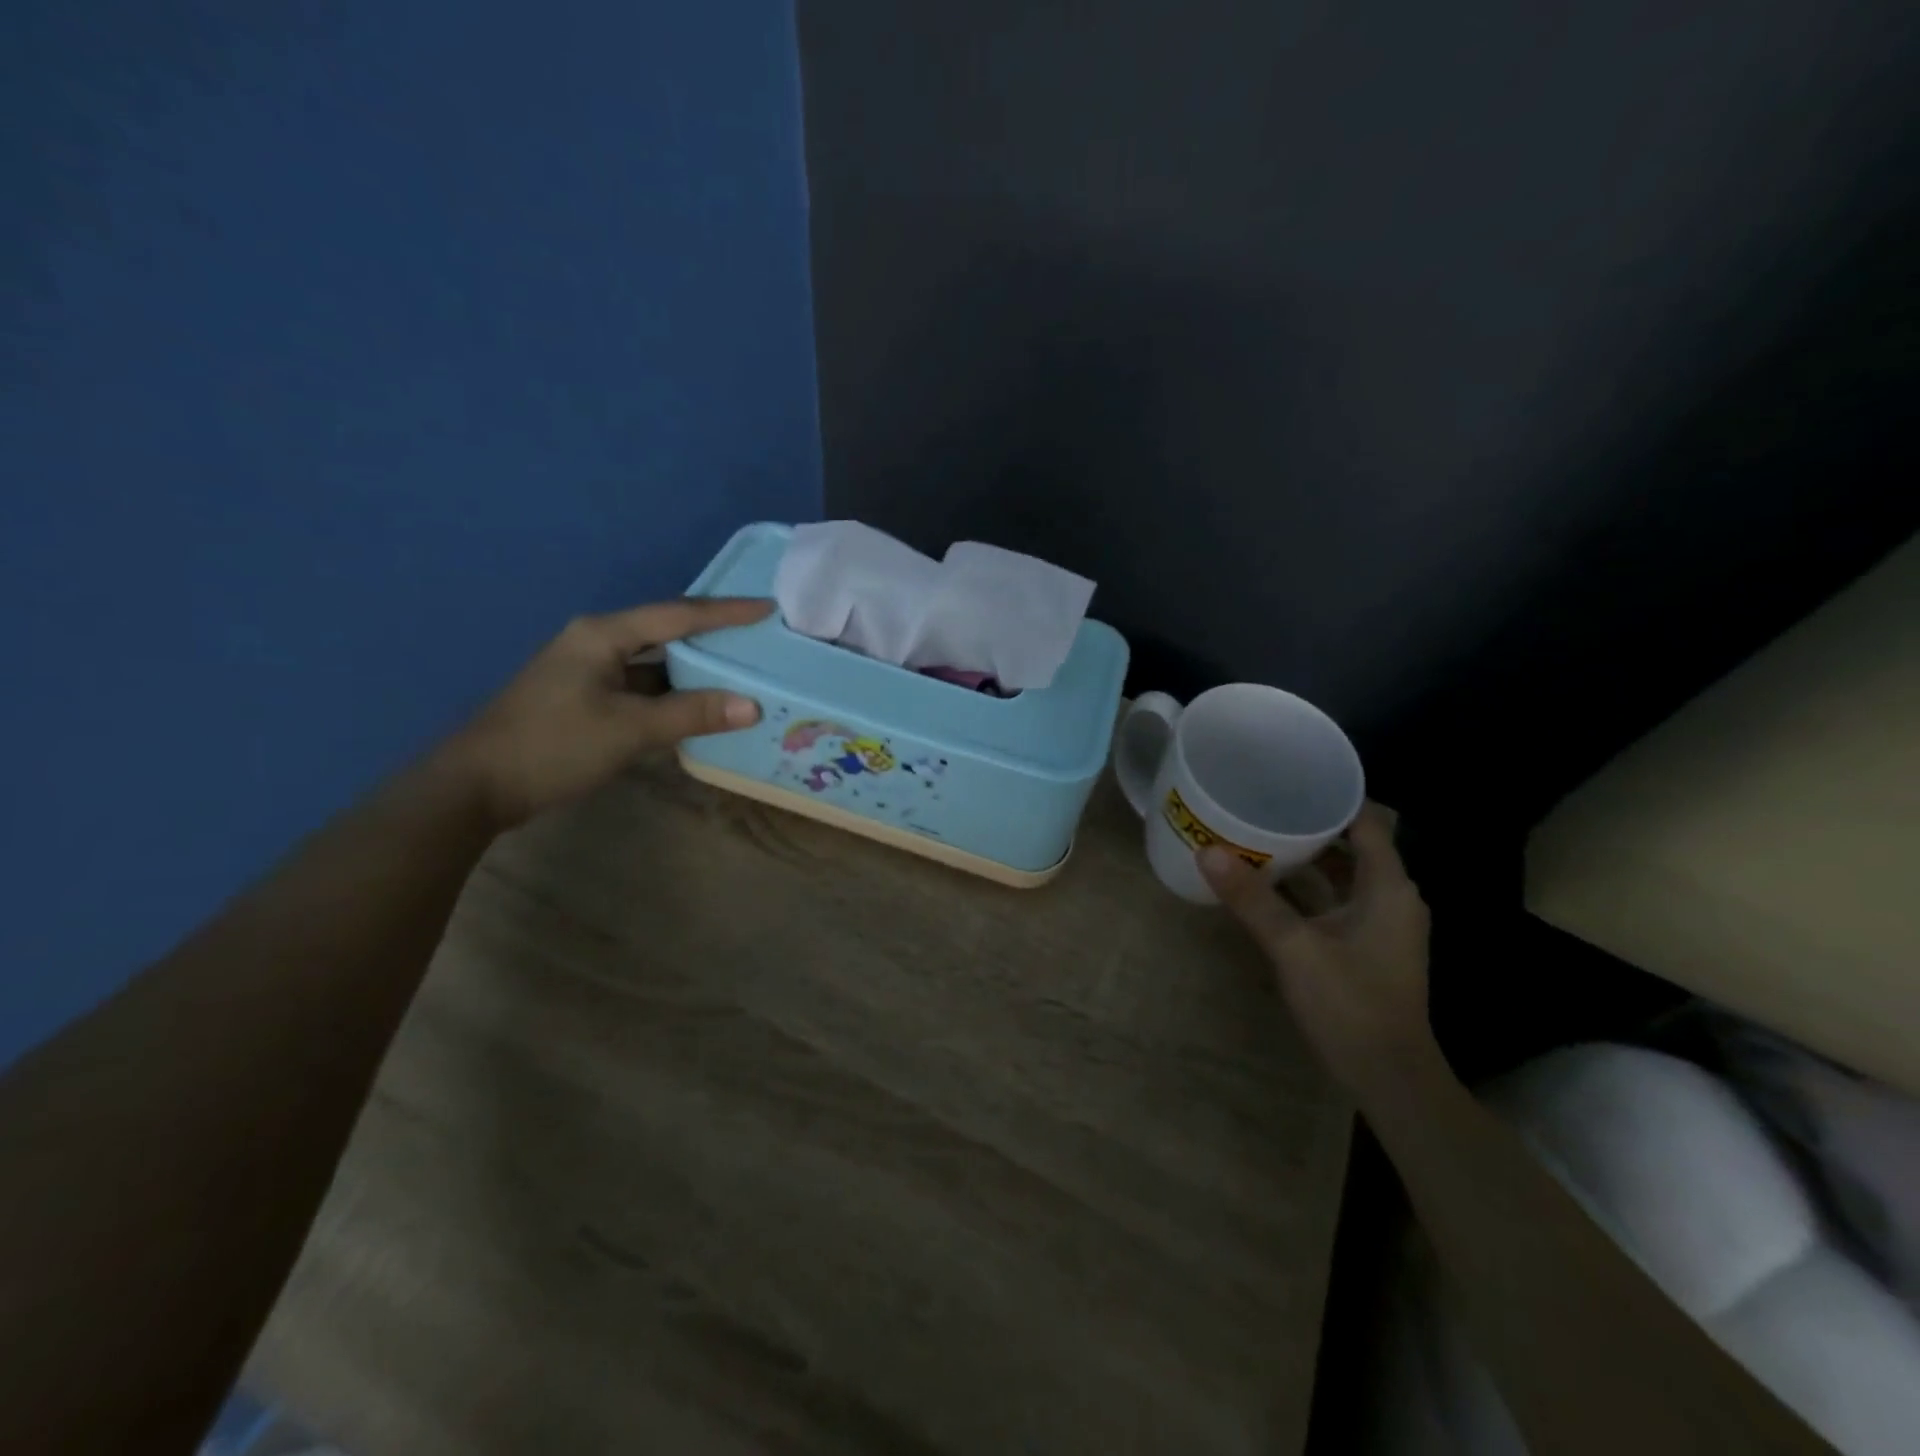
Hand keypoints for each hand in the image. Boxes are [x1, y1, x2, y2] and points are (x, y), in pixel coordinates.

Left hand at [441, 597, 773, 828]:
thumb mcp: (628, 728)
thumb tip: (752, 705)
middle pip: (667, 632)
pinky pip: (642, 687)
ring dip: (694, 669)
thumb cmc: (553, 745)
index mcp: (603, 634)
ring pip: (655, 663)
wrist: (476, 786)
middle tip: (759, 638)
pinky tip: (700, 706)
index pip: (678, 615)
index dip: (726, 612)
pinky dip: (672, 694)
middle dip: (713, 635)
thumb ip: (691, 713)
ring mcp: (589, 672)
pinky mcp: (586, 699)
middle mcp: (596, 642)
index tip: (767, 608)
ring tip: (741, 670)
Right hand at [1200, 804, 1436, 1097]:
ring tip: (1257, 834)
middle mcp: (1390, 897)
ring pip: (1341, 874)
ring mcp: (1379, 923)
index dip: (1331, 796)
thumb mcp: (1295, 948)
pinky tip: (1267, 884)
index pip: (1365, 821)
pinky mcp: (1365, 945)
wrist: (1389, 1078)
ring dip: (1305, 857)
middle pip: (1351, 844)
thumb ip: (1253, 899)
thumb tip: (1207, 851)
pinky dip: (1307, 888)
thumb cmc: (1351, 1005)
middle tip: (1260, 802)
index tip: (1287, 776)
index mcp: (1388, 887)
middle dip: (1308, 823)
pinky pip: (1334, 900)